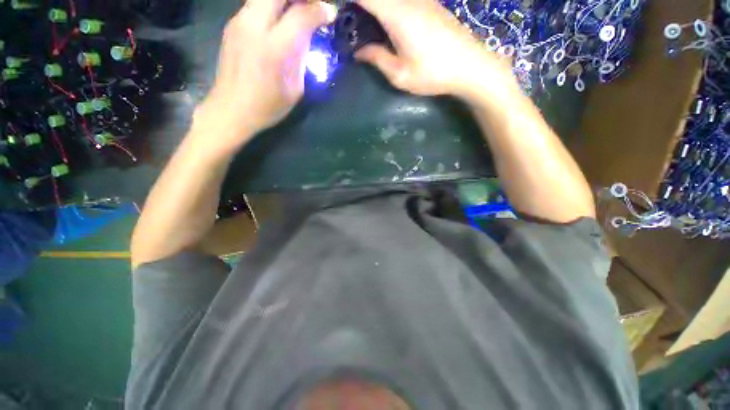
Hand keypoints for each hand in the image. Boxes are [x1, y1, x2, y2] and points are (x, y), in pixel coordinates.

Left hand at [194, 0, 336, 154]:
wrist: (231, 109)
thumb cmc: (268, 106)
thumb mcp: (295, 88)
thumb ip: (302, 58)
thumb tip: (308, 35)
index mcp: (275, 49)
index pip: (301, 14)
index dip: (320, 10)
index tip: (330, 14)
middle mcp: (254, 27)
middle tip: (313, 7)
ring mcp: (239, 22)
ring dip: (286, 1)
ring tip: (298, 12)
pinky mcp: (232, 24)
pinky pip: (256, 4)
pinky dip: (272, 6)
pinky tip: (279, 20)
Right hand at [354, 0, 516, 101]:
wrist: (470, 66)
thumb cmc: (433, 73)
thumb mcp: (401, 74)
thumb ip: (377, 59)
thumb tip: (359, 51)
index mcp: (397, 14)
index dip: (349, 0)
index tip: (336, 8)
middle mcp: (408, 0)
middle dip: (360, 6)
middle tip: (348, 21)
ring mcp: (421, 0)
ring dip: (374, 8)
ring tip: (363, 24)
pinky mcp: (429, 4)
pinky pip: (401, 1)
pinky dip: (388, 8)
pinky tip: (385, 25)